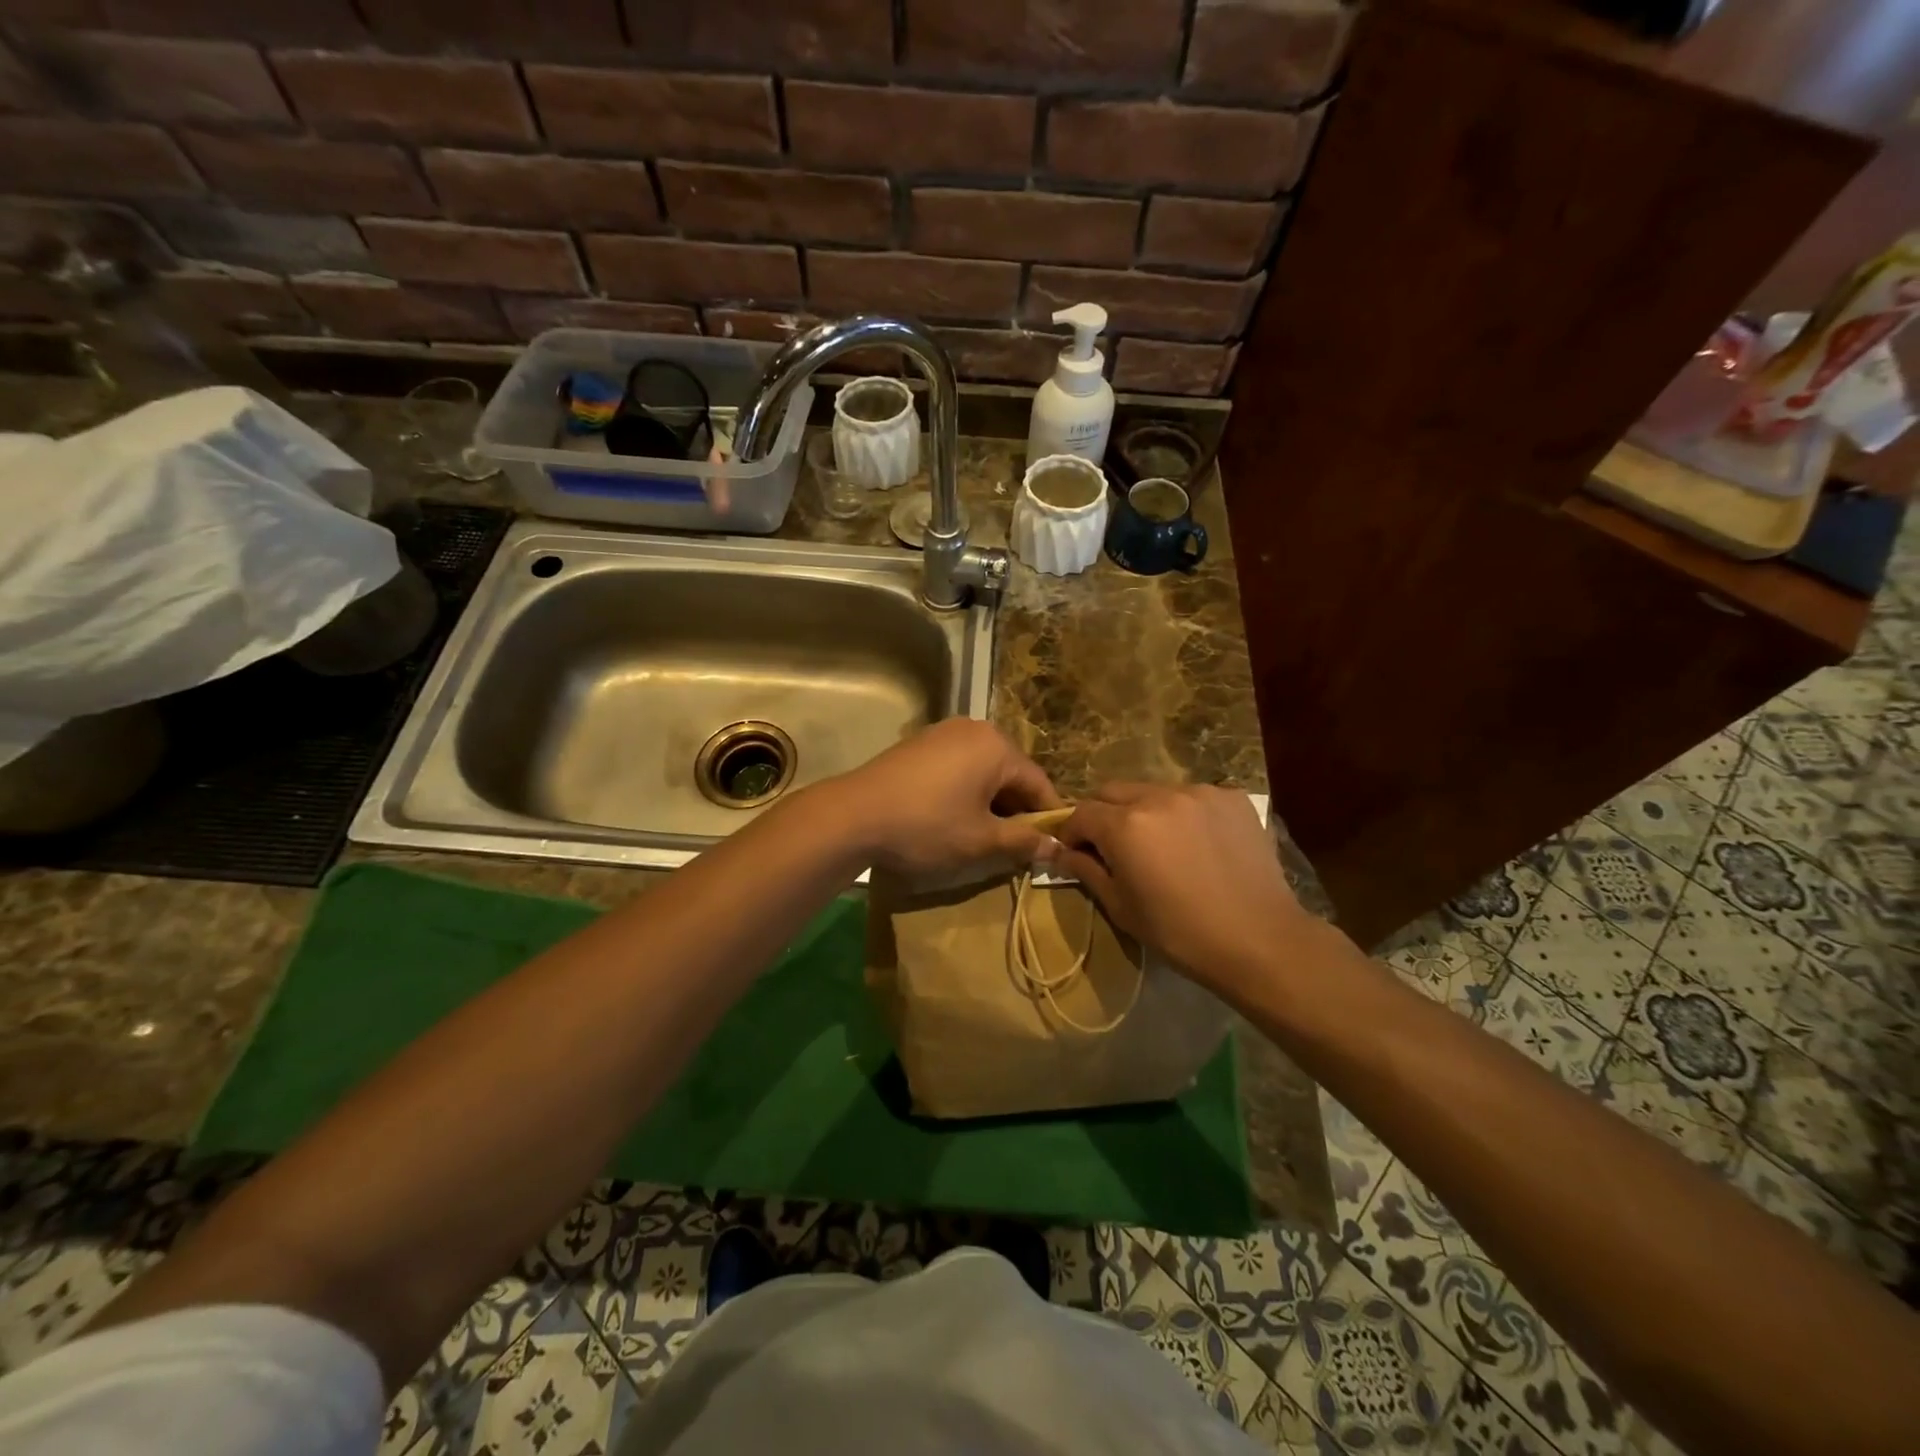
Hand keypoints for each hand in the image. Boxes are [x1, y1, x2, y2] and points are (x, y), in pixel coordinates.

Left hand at [823, 719, 1061, 878]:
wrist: (853, 815)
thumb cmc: (927, 826)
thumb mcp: (981, 840)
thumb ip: (1023, 841)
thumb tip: (1057, 847)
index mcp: (997, 746)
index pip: (1038, 783)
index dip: (1048, 818)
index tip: (1051, 847)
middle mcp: (974, 729)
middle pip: (1011, 773)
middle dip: (1016, 809)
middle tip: (1015, 846)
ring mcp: (942, 732)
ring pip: (983, 770)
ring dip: (990, 801)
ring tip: (983, 835)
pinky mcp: (919, 743)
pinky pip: (958, 766)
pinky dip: (965, 790)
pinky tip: (953, 816)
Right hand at [1051, 783, 1308, 990]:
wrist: (1259, 940)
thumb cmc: (1180, 933)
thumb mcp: (1121, 907)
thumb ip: (1086, 870)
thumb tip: (1062, 852)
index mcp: (1125, 825)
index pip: (1081, 812)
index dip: (1072, 833)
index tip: (1077, 854)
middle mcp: (1158, 796)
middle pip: (1112, 791)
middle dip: (1103, 815)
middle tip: (1114, 847)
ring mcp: (1199, 792)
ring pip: (1153, 791)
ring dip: (1144, 812)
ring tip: (1161, 845)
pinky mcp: (1231, 797)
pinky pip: (1192, 797)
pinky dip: (1183, 814)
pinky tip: (1197, 844)